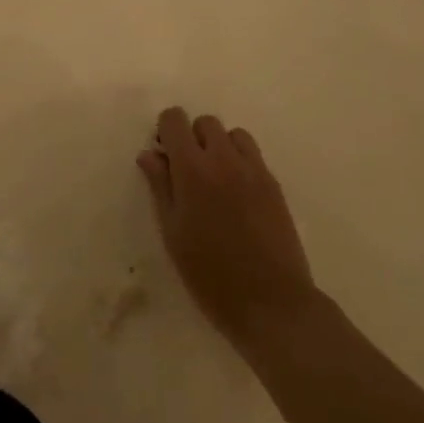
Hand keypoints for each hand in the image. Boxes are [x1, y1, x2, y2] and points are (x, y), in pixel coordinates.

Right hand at [137, 107, 320, 357]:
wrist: (270, 300)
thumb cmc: (208, 273)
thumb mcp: (172, 232)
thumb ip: (160, 186)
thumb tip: (149, 154)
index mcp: (193, 169)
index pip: (175, 121)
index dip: (165, 131)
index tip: (163, 155)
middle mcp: (225, 159)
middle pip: (206, 123)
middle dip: (192, 137)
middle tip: (186, 171)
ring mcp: (254, 170)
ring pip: (233, 134)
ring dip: (219, 146)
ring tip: (214, 180)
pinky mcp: (274, 185)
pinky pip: (253, 155)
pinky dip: (239, 161)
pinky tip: (235, 195)